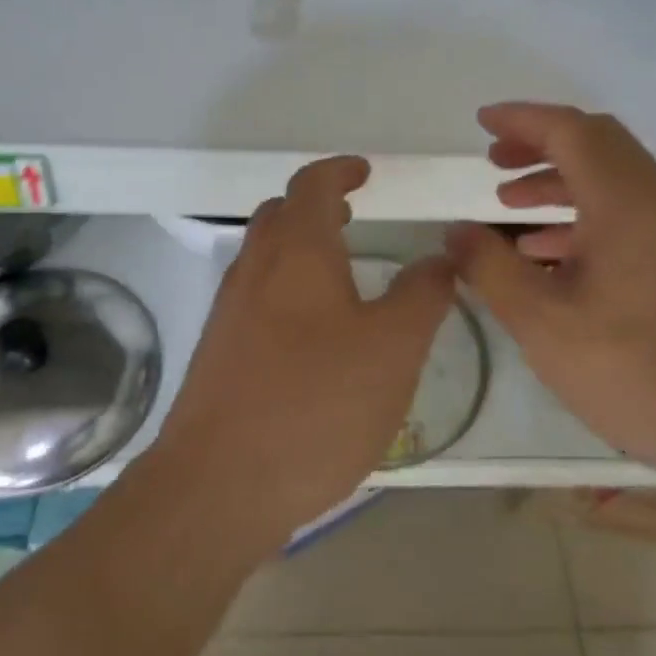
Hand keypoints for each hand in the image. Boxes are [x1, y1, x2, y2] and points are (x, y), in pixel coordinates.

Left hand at [156, 156, 455, 547]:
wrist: (218, 485)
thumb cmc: (316, 404)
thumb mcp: (393, 349)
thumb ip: (421, 296)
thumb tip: (437, 259)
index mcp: (296, 252)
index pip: (312, 185)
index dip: (340, 170)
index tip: (365, 172)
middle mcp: (255, 270)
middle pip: (280, 215)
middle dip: (316, 206)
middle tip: (352, 217)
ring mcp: (230, 311)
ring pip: (264, 257)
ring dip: (299, 248)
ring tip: (340, 272)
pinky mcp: (219, 352)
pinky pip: (256, 297)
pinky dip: (287, 288)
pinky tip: (313, 333)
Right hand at [445, 103, 655, 501]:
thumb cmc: (633, 371)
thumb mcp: (541, 322)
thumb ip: (489, 268)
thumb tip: (456, 231)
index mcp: (627, 201)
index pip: (570, 130)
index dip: (521, 119)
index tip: (480, 122)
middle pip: (597, 143)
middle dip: (540, 144)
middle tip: (494, 160)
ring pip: (615, 177)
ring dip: (561, 180)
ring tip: (511, 204)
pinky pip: (632, 211)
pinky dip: (586, 213)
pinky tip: (552, 254)